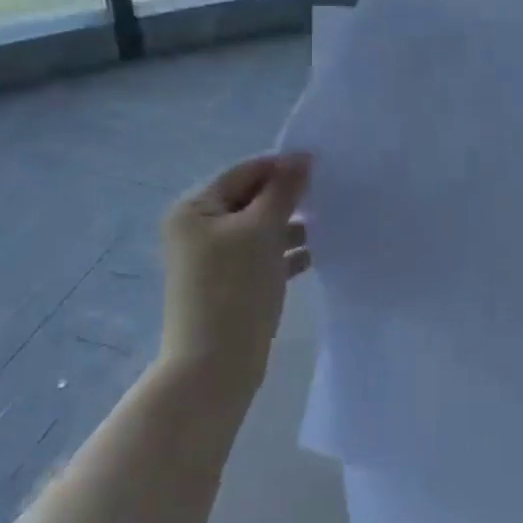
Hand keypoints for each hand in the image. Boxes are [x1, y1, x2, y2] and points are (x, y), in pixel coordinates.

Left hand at [160, 153, 310, 387]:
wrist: (214, 366)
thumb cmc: (235, 288)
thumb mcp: (262, 230)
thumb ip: (283, 190)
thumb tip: (302, 156)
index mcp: (194, 208)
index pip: (243, 172)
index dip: (281, 166)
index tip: (321, 166)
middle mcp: (197, 228)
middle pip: (250, 199)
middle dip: (287, 197)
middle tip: (327, 195)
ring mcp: (211, 259)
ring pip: (257, 230)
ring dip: (289, 226)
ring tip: (327, 225)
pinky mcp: (227, 284)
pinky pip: (259, 257)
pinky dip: (284, 253)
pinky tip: (314, 256)